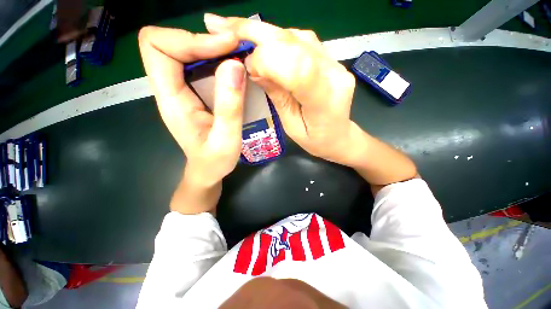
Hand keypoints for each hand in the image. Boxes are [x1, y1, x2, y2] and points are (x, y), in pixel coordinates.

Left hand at [138, 26, 245, 186]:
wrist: (208, 170)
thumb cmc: (215, 161)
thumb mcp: (227, 139)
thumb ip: (229, 106)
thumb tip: (234, 65)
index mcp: (171, 99)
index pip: (157, 47)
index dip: (189, 39)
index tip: (225, 48)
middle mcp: (170, 89)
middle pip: (170, 43)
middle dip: (203, 39)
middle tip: (236, 48)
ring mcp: (181, 90)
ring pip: (184, 51)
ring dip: (211, 47)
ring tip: (238, 55)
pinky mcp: (194, 94)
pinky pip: (197, 65)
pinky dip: (215, 59)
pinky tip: (234, 69)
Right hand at [203, 14, 359, 165]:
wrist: (340, 136)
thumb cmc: (316, 140)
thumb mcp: (292, 127)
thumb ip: (278, 96)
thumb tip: (255, 67)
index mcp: (325, 102)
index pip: (297, 68)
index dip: (267, 60)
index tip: (247, 68)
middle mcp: (334, 75)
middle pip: (295, 43)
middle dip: (255, 32)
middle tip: (220, 25)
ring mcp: (334, 63)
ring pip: (296, 36)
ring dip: (263, 31)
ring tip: (235, 30)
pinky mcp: (330, 58)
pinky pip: (302, 40)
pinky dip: (277, 37)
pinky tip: (262, 40)